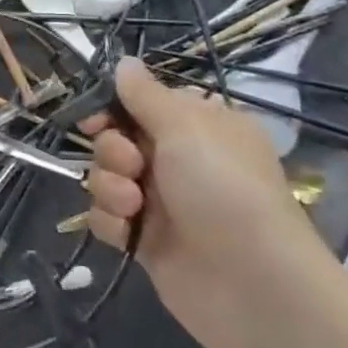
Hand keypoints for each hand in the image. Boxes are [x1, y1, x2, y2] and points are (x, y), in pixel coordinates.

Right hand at [84, 58, 333, 347]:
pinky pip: (107, 217)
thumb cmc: (222, 187)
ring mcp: (161, 201)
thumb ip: (145, 94)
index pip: (143, 102)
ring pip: (107, 176)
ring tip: (133, 206)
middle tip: (132, 165)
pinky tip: (128, 232)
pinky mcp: (146, 240)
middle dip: (113, 150)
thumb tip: (125, 62)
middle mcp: (180, 159)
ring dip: (110, 186)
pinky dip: (111, 221)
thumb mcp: (185, 126)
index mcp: (198, 125)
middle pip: (116, 138)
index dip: (113, 107)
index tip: (96, 116)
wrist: (251, 285)